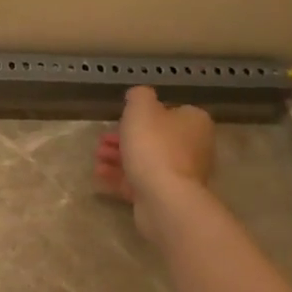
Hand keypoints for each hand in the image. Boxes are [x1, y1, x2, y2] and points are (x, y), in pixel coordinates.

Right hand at [95, 86, 215, 226]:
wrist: (164, 196)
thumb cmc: (154, 145)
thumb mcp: (141, 108)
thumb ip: (139, 96)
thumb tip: (139, 95)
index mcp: (194, 123)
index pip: (170, 112)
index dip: (143, 114)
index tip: (120, 118)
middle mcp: (193, 147)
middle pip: (155, 138)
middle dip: (124, 138)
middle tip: (101, 139)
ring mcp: (181, 174)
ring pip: (145, 160)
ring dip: (118, 157)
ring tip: (97, 157)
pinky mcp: (167, 195)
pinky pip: (140, 181)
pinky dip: (119, 176)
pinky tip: (99, 174)